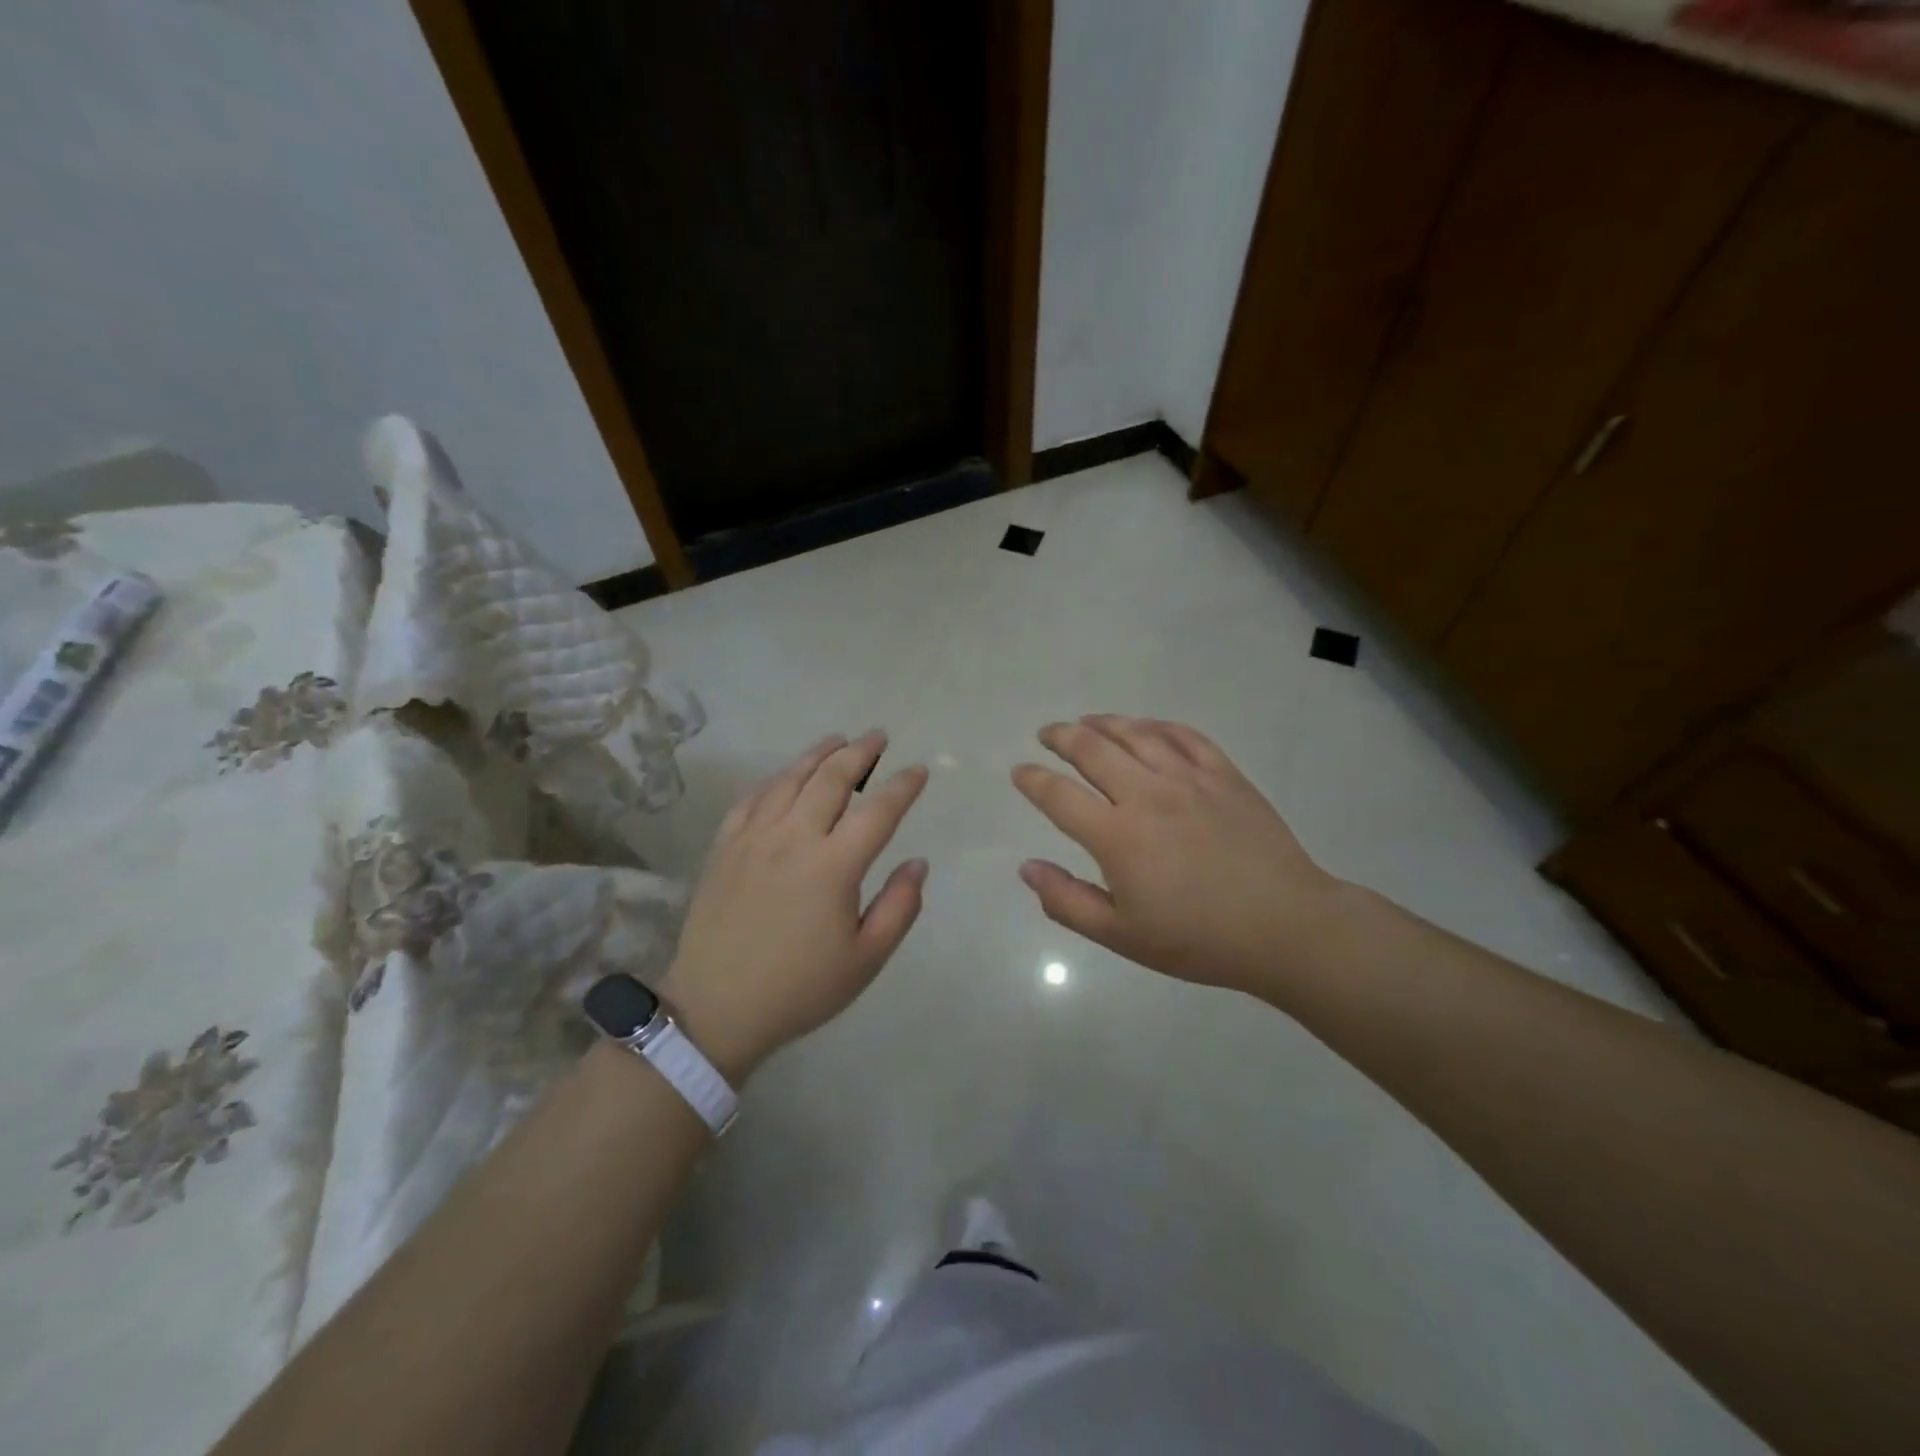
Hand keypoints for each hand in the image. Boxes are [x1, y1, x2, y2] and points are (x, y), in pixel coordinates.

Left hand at [660, 731, 928, 1082]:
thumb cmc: (800, 988)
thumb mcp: (865, 960)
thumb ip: (900, 907)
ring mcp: (753, 838)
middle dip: (860, 752)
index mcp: (833, 866)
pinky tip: (785, 775)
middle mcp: (793, 839)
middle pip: (832, 779)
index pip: (878, 811)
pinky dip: (775, 778)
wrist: (716, 1008)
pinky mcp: (724, 847)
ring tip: (838, 741)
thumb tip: (917, 863)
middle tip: (878, 737)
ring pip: (790, 779)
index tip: (919, 770)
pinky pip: (752, 797)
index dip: (903, 786)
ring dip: (818, 754)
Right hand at [1013, 715, 1348, 993]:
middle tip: (1048, 734)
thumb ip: (1067, 900)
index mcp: (1117, 835)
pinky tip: (1147, 727)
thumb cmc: (1197, 939)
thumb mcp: (1121, 936)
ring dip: (1104, 723)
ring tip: (1087, 721)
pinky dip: (1157, 725)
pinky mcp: (1225, 775)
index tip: (1019, 772)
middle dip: (1062, 736)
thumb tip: (1026, 867)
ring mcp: (1189, 779)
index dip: (1032, 780)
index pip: (1058, 795)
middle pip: (1092, 750)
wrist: (1285, 927)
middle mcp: (1147, 794)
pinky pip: (1184, 736)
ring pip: (1136, 733)